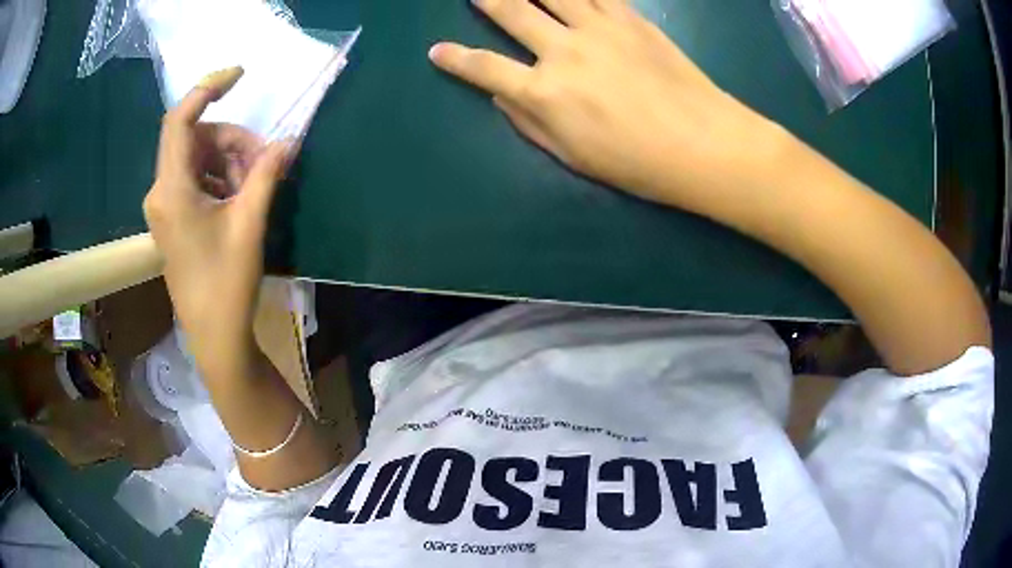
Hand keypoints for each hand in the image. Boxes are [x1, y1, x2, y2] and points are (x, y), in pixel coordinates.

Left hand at [143, 66, 291, 373]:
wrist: (214, 336)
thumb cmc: (226, 283)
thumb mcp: (249, 223)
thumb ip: (265, 174)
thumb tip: (288, 141)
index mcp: (171, 190)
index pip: (180, 120)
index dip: (207, 88)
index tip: (240, 75)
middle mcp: (161, 192)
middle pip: (196, 138)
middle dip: (232, 140)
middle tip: (265, 161)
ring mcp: (165, 206)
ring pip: (198, 158)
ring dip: (230, 161)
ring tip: (254, 187)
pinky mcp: (173, 218)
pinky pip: (196, 179)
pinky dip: (221, 178)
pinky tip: (239, 199)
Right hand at [429, 0, 777, 208]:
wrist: (702, 144)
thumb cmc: (636, 162)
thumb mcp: (571, 156)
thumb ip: (529, 123)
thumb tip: (500, 96)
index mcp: (543, 92)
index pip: (484, 68)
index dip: (455, 59)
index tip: (437, 51)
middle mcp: (562, 51)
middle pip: (511, 12)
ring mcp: (597, 29)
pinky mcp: (630, 19)